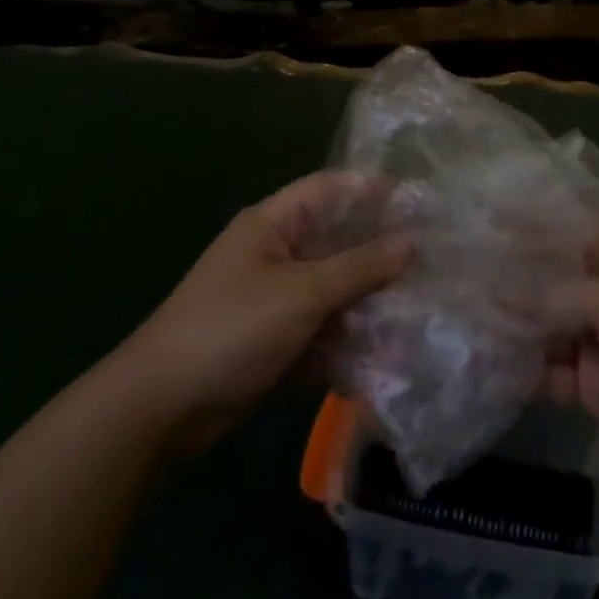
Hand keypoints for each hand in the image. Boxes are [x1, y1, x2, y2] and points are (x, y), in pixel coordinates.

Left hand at [121, 172, 407, 450]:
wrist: (164, 408)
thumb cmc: (232, 328)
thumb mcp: (301, 293)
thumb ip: (358, 267)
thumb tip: (411, 242)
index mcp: (273, 225)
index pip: (329, 190)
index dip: (372, 190)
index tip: (420, 201)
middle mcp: (277, 254)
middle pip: (338, 242)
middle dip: (381, 251)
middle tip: (434, 258)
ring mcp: (277, 300)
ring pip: (335, 289)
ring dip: (371, 300)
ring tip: (424, 305)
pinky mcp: (278, 340)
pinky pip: (324, 329)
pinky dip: (351, 337)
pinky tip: (392, 350)